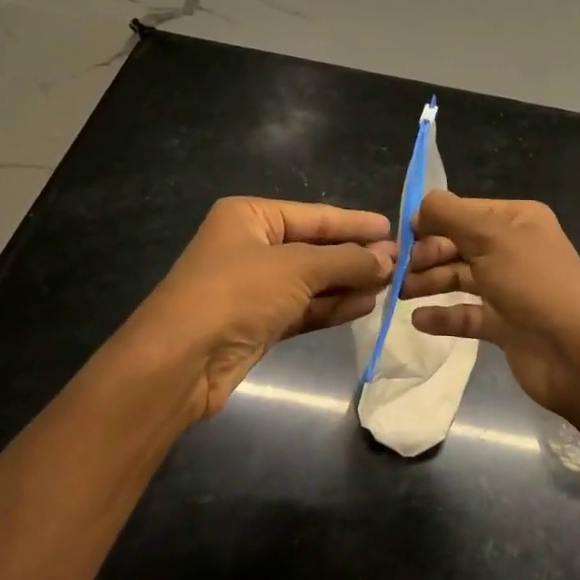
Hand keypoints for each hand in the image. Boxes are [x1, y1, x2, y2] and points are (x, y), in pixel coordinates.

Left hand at [128, 197, 394, 418]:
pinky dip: (332, 307)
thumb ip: (346, 262)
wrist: (179, 363)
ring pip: (312, 280)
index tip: (393, 228)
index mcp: (250, 217)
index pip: (314, 215)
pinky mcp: (258, 323)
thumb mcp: (297, 268)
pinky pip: (304, 308)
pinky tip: (366, 305)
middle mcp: (251, 246)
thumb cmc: (237, 293)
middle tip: (401, 260)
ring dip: (348, 282)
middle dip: (355, 256)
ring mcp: (254, 287)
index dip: (354, 223)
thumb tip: (389, 259)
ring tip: (391, 283)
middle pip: (314, 247)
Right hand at [401, 192, 579, 417]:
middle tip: (398, 270)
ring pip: (460, 278)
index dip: (432, 221)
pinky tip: (419, 320)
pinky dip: (444, 316)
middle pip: (460, 244)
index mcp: (517, 220)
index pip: (465, 211)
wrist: (577, 354)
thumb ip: (450, 215)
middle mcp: (514, 249)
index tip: (401, 237)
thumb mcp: (491, 237)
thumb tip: (419, 206)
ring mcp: (510, 288)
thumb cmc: (533, 283)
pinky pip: (467, 314)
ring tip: (400, 293)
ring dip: (430, 282)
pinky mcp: (505, 324)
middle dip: (428, 254)